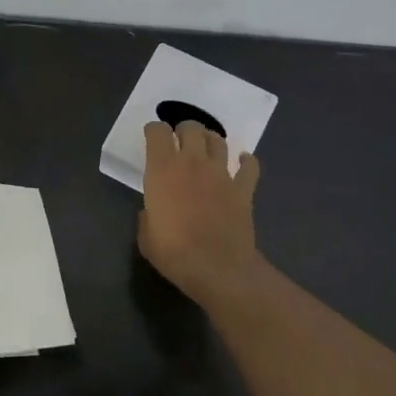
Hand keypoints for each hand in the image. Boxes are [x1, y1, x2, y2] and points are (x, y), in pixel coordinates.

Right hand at [138, 120, 263, 303]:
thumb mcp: (146, 236)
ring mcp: (221, 174)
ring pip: (218, 140)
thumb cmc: (173, 253)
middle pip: (191, 128)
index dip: (154, 131)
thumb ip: (148, 215)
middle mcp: (192, 163)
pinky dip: (246, 162)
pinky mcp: (243, 188)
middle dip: (183, 130)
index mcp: (162, 170)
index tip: (152, 137)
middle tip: (180, 141)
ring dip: (210, 140)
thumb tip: (153, 211)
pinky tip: (243, 162)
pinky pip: (249, 166)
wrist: (217, 268)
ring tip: (206, 148)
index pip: (157, 133)